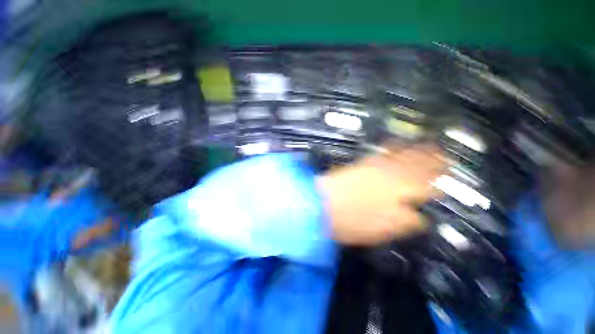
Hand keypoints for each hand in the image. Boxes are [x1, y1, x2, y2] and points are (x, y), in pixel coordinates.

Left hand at [318, 143, 446, 245]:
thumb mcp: (385, 228)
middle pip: (416, 167)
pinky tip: (396, 143)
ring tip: (428, 145)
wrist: (321, 205)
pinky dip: (392, 147)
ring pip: (401, 156)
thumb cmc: (353, 221)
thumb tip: (421, 218)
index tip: (447, 180)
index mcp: (400, 194)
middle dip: (432, 161)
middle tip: (444, 155)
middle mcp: (391, 176)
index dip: (438, 183)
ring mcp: (374, 167)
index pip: (427, 186)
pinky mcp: (361, 164)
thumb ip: (407, 221)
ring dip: (416, 150)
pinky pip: (381, 152)